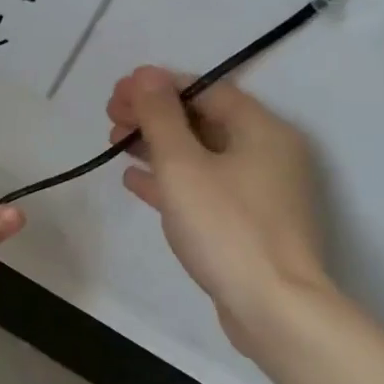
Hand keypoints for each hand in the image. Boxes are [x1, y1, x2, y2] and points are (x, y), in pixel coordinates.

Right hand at [107, 66, 331, 355]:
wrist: (272, 308)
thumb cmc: (226, 227)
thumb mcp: (183, 165)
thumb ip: (160, 117)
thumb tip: (146, 75)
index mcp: (261, 130)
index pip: (207, 90)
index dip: (160, 86)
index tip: (119, 91)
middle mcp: (267, 153)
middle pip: (203, 120)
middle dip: (154, 115)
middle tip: (111, 117)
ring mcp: (259, 191)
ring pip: (201, 155)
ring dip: (157, 146)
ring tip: (115, 144)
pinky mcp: (247, 223)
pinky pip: (203, 187)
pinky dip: (170, 179)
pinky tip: (135, 180)